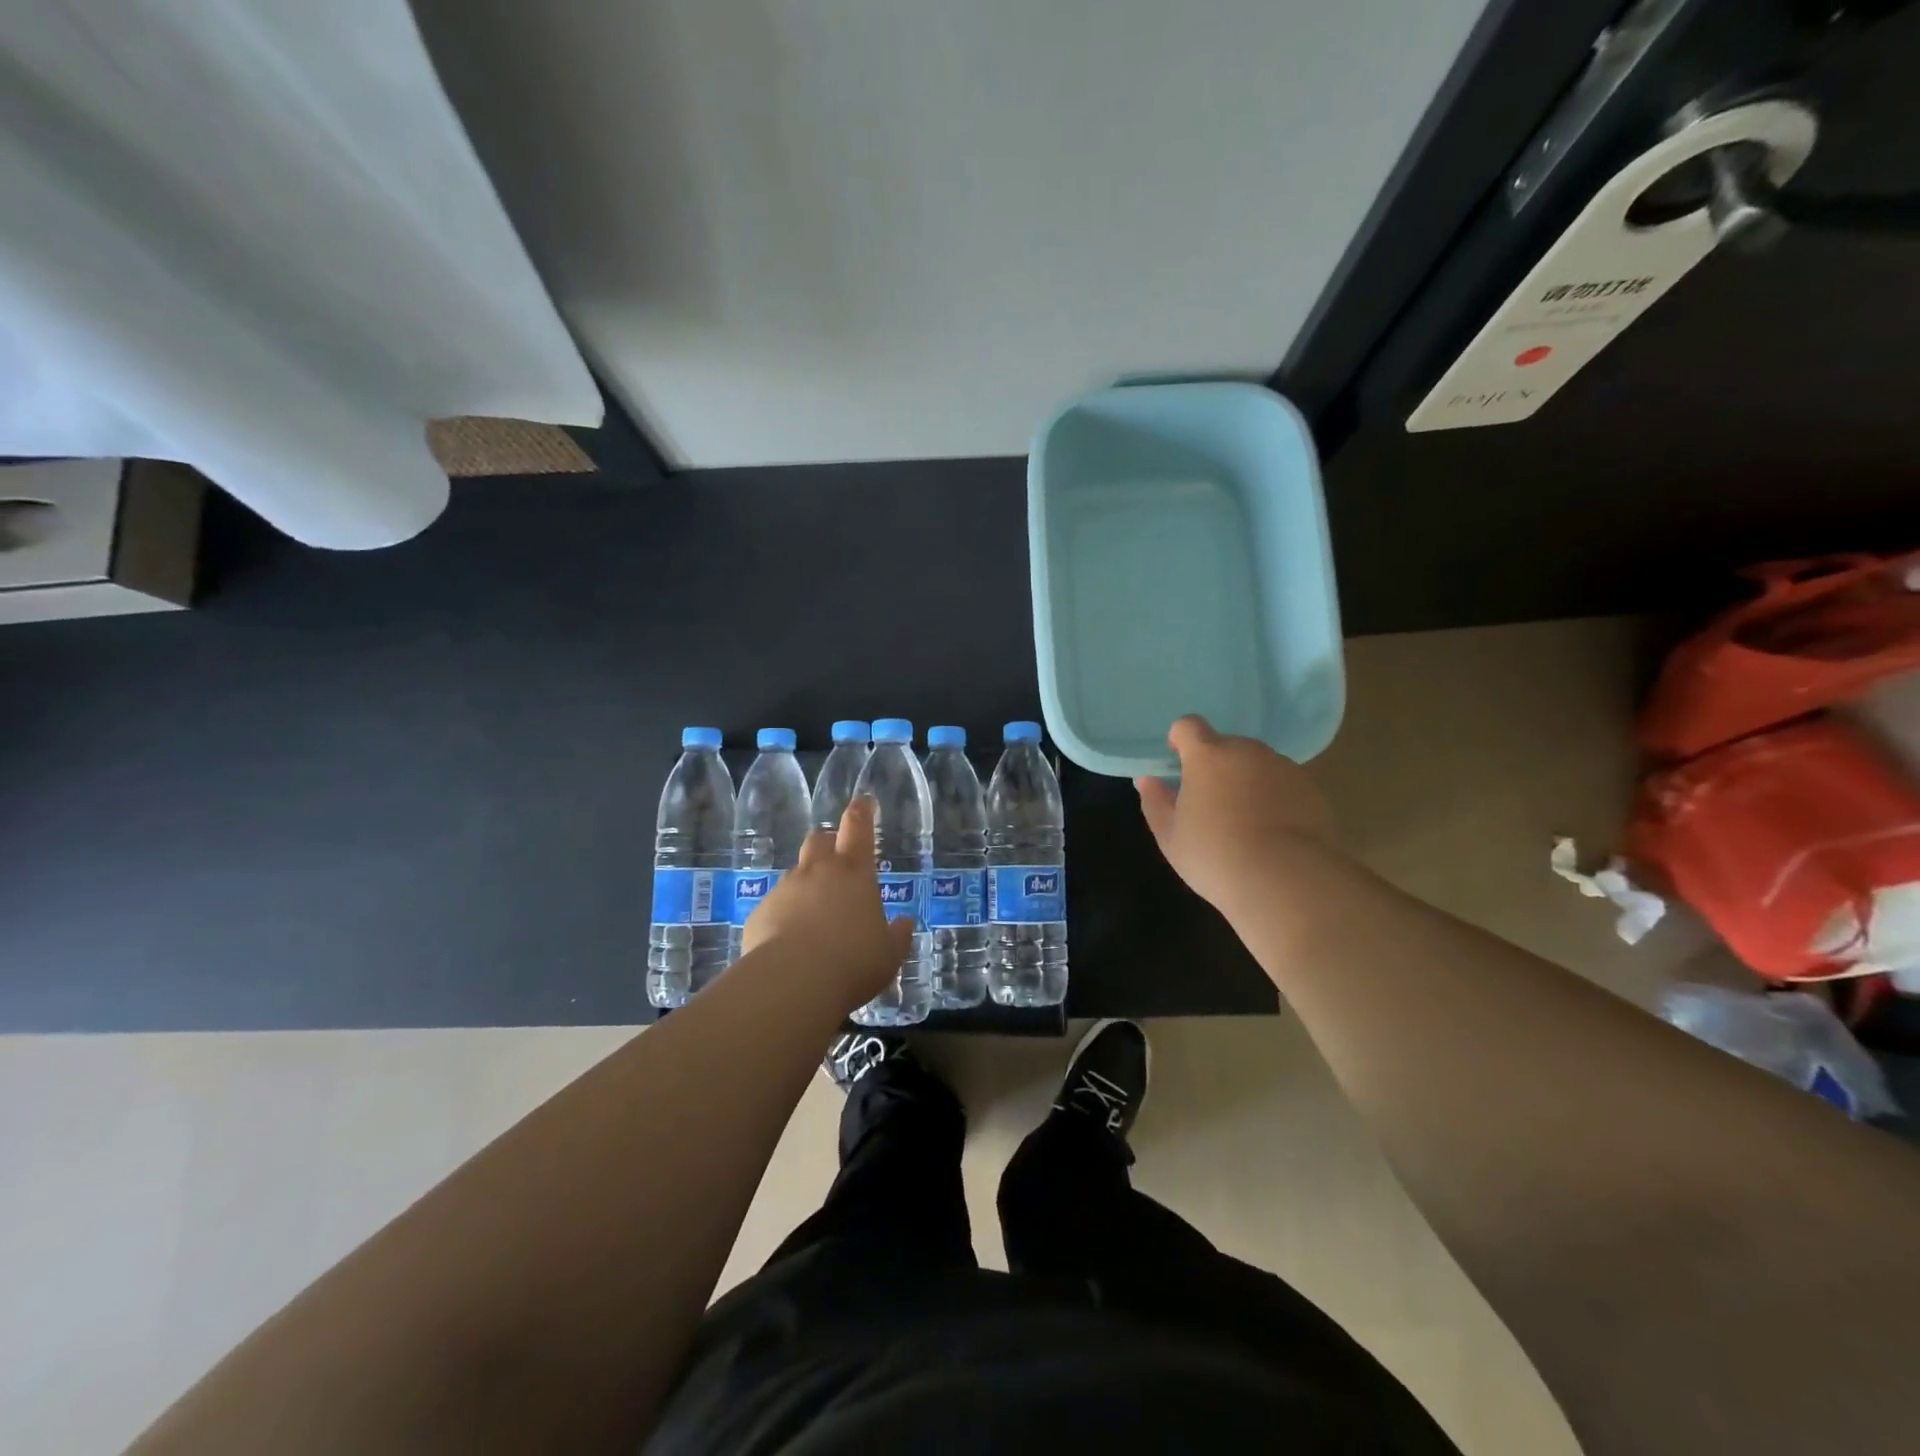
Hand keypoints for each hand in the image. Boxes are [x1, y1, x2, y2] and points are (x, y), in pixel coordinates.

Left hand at [740, 795, 916, 1009]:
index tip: (863, 800)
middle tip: (838, 857)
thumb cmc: (853, 961)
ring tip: (815, 911)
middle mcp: (818, 872)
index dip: (862, 811)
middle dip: (829, 842)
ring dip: (807, 883)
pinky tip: (790, 940)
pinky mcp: (760, 912)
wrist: (792, 983)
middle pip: (820, 840)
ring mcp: (785, 889)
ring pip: (796, 873)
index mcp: (854, 872)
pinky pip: (776, 904)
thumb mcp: (889, 953)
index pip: (858, 828)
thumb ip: (898, 935)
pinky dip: (785, 913)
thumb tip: (905, 923)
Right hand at [1135, 715, 1333, 912]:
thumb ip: (1155, 801)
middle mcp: (1247, 751)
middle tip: (1211, 802)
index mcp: (1208, 756)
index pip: (1189, 726)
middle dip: (1216, 765)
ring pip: (1257, 764)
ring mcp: (1283, 768)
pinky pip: (1284, 784)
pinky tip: (1272, 832)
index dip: (1180, 739)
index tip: (1178, 761)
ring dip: (1247, 781)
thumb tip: (1149, 780)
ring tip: (1245, 821)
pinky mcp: (1311, 789)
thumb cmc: (1215, 855)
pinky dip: (1275, 798)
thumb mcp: (1170, 836)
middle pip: (1226, 746)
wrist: (1286, 880)